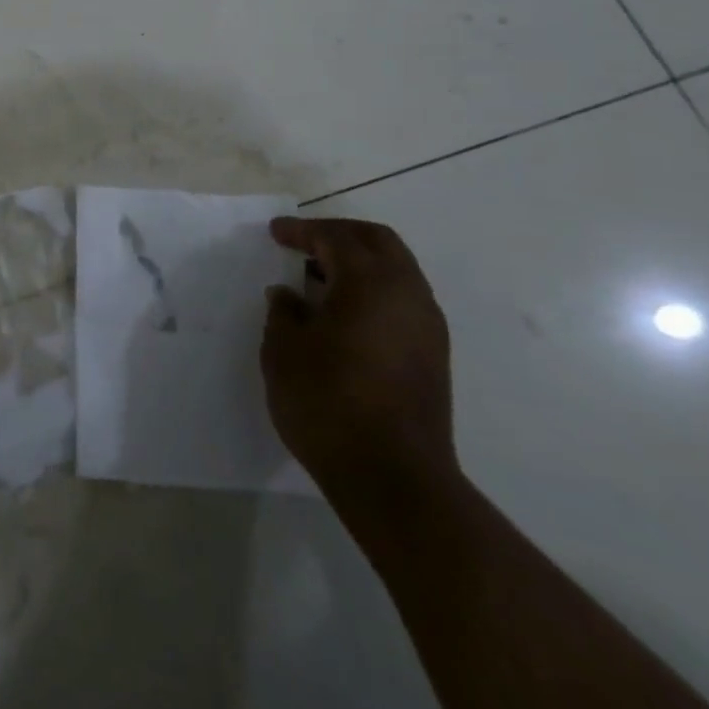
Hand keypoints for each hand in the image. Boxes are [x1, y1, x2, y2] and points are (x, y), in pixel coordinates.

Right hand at [262, 218, 458, 514]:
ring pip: (396, 269)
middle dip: (338, 234)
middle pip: (377, 242)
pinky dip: (372, 288)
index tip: (275, 233)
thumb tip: (289, 295)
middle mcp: (407, 294)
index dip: (302, 231)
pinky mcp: (433, 355)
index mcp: (370, 283)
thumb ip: (284, 312)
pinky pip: (402, 298)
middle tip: (303, 242)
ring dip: (359, 262)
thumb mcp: (284, 351)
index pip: (335, 238)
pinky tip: (343, 312)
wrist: (393, 478)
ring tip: (319, 277)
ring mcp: (427, 325)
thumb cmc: (328, 403)